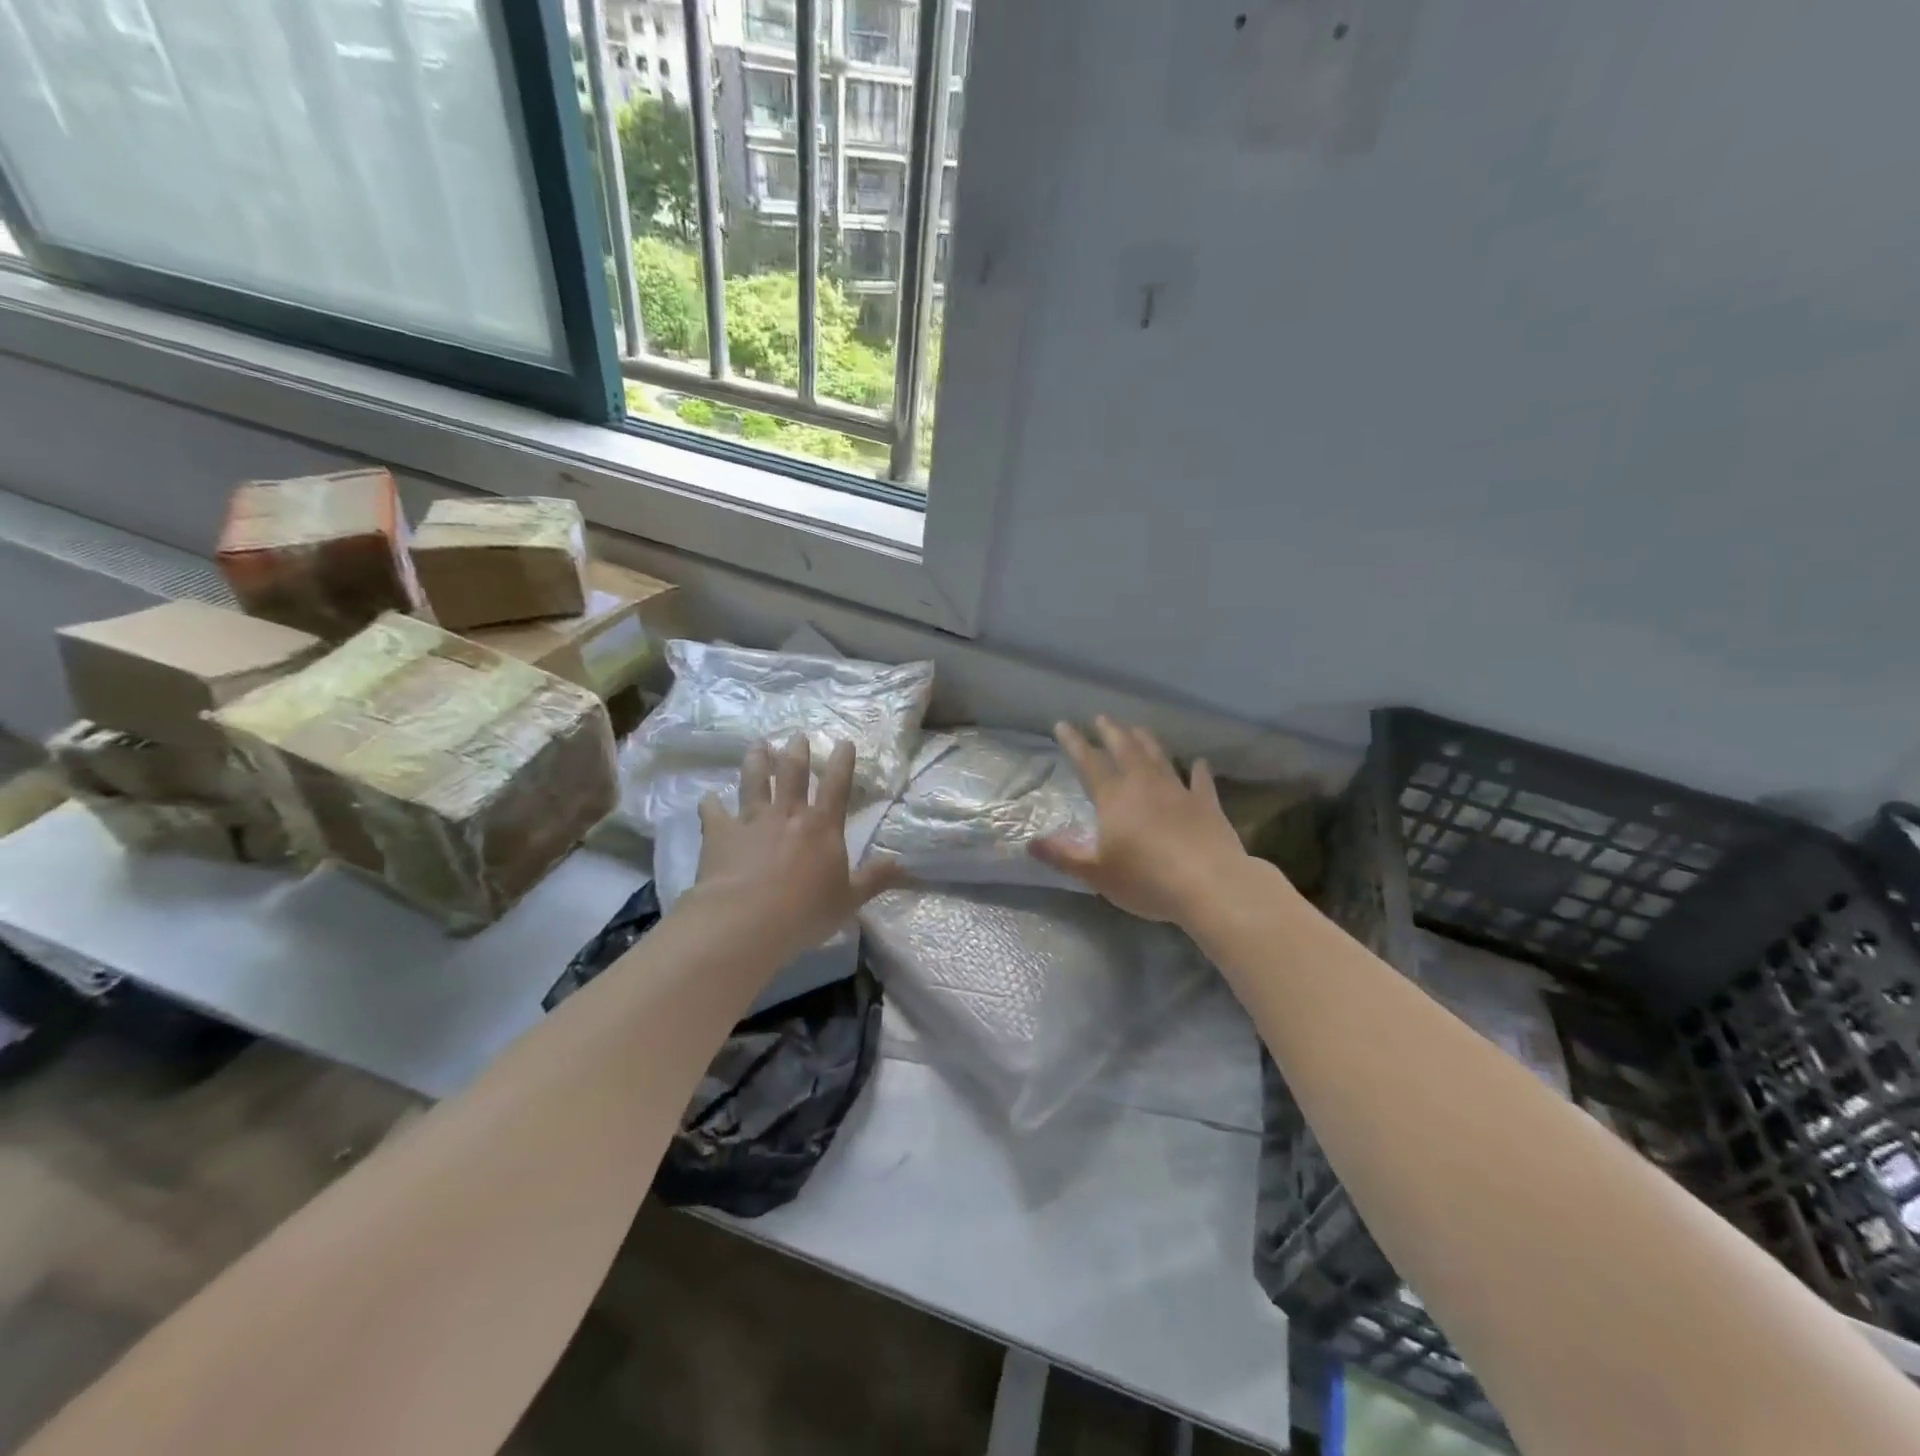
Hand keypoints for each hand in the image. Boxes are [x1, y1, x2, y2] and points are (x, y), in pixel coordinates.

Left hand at [692, 736, 904, 957]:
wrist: (747, 919)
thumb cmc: (805, 911)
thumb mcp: (848, 899)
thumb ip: (874, 879)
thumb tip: (902, 865)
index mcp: (822, 827)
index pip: (837, 786)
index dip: (842, 762)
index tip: (844, 742)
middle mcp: (788, 814)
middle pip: (793, 774)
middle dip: (797, 752)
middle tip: (797, 736)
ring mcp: (752, 820)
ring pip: (755, 781)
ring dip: (757, 762)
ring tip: (758, 745)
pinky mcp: (721, 833)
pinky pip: (714, 812)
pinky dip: (711, 804)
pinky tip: (708, 798)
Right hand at [1032, 717, 1250, 924]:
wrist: (1210, 885)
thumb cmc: (1146, 880)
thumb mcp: (1096, 873)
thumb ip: (1063, 855)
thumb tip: (1030, 843)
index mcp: (1114, 798)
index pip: (1089, 763)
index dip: (1074, 743)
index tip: (1063, 724)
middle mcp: (1145, 785)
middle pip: (1125, 749)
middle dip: (1111, 732)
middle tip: (1102, 718)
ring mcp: (1179, 791)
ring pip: (1159, 757)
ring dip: (1147, 741)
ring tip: (1137, 729)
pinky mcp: (1207, 804)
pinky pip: (1201, 781)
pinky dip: (1198, 770)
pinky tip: (1198, 762)